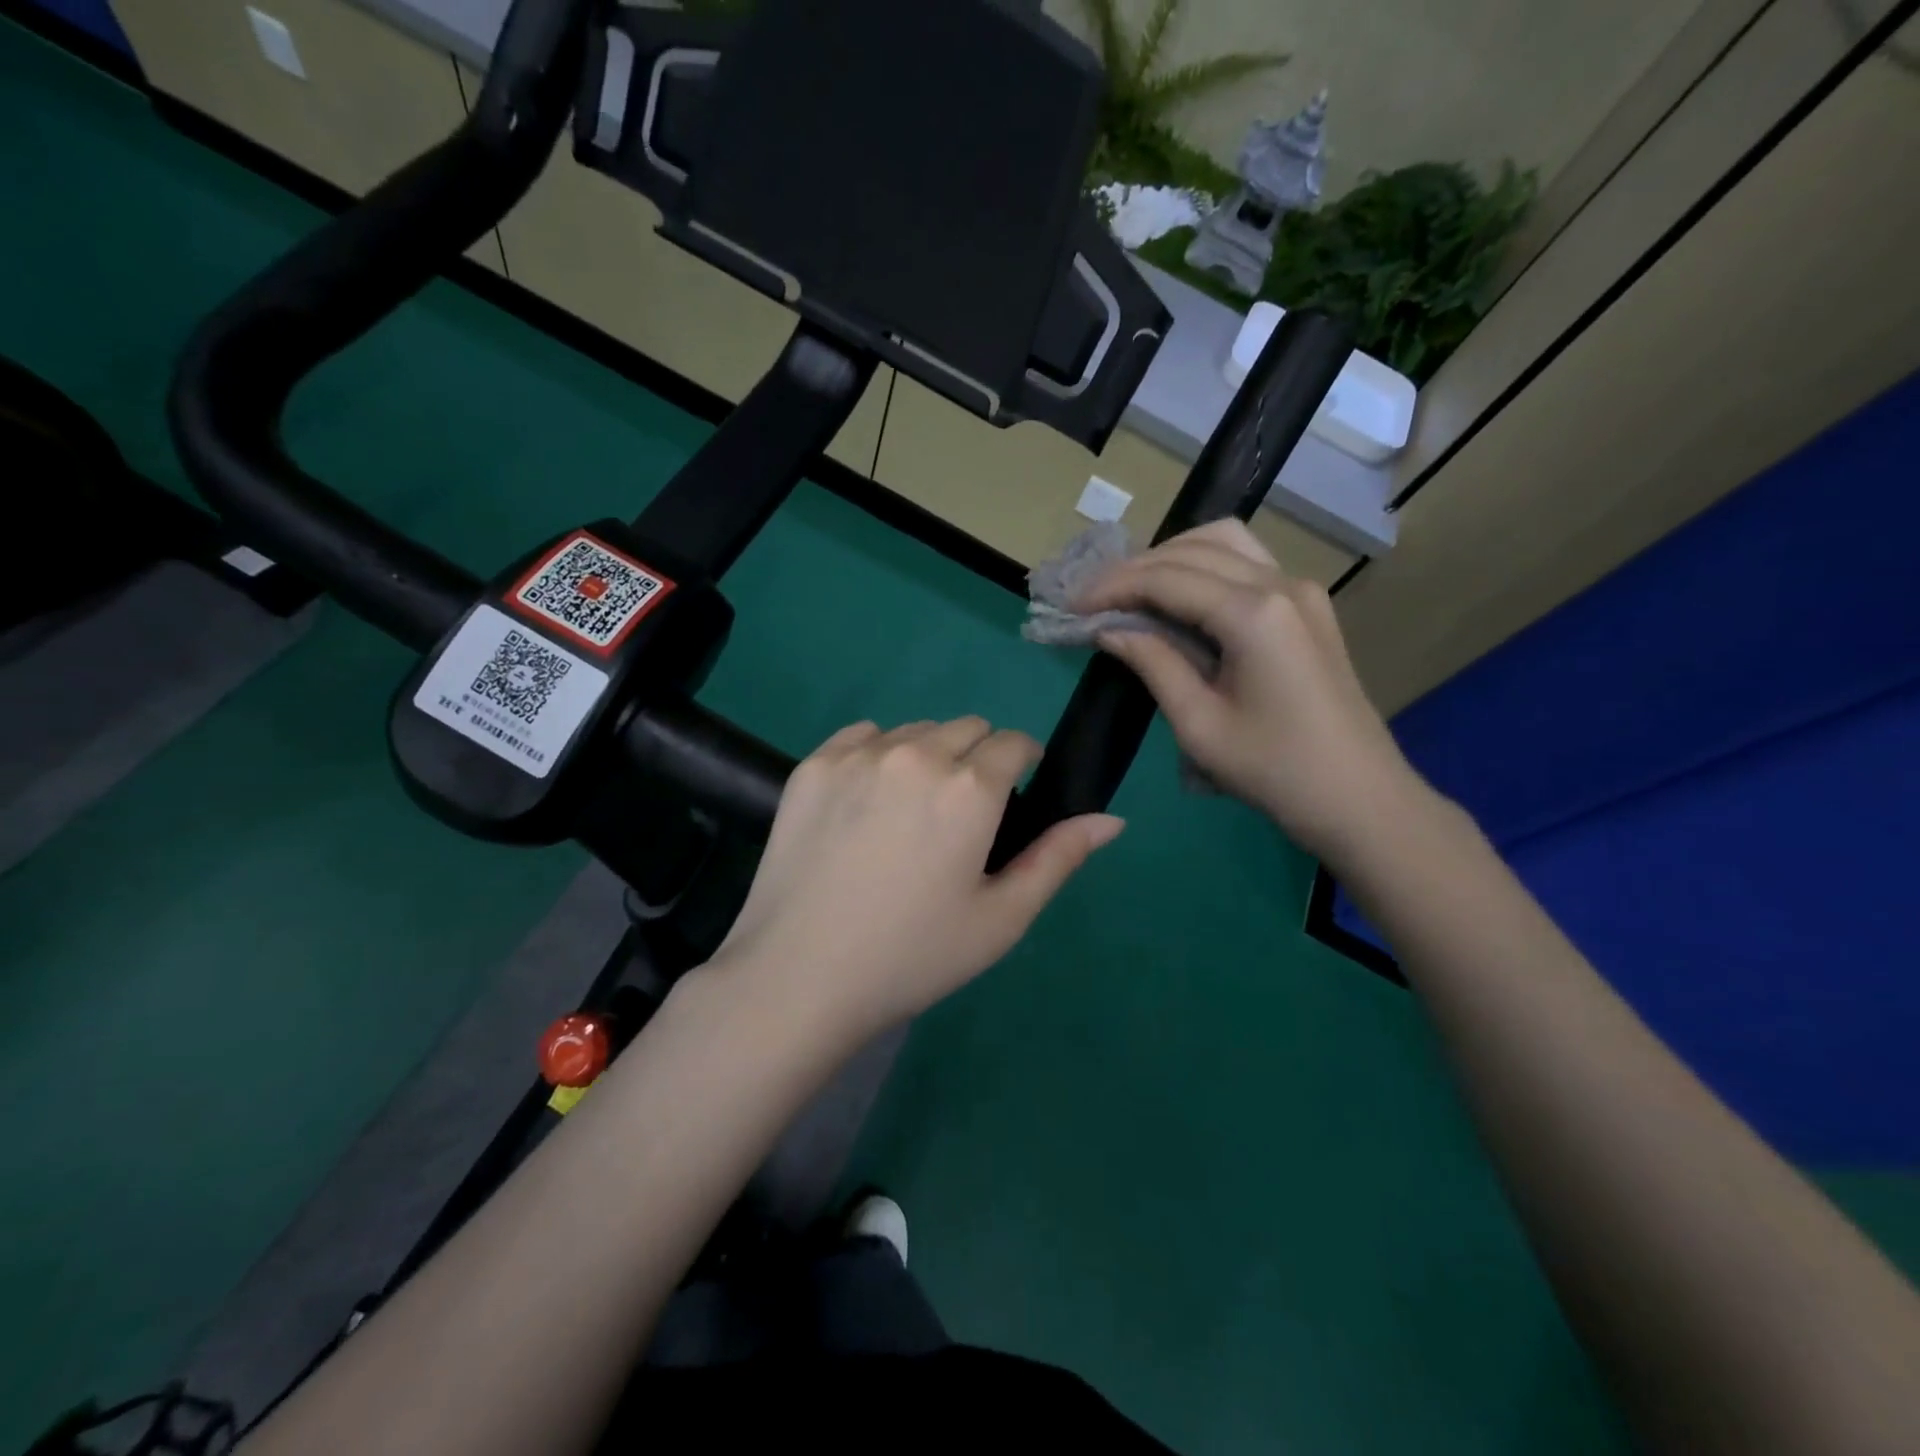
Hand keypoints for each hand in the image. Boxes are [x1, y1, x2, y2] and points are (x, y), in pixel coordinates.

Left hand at [710, 718, 1123, 1044]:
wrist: (799, 977)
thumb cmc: (912, 956)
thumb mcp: (1001, 919)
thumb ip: (1058, 858)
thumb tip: (1113, 819)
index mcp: (970, 788)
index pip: (1014, 742)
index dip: (1022, 764)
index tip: (1012, 797)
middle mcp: (917, 753)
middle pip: (967, 728)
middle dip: (977, 759)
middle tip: (960, 816)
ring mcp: (859, 755)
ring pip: (915, 730)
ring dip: (928, 756)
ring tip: (909, 812)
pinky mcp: (813, 765)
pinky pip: (863, 736)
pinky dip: (877, 755)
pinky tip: (866, 803)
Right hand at [1076, 519, 1426, 861]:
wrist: (1359, 799)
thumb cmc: (1273, 771)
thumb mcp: (1199, 724)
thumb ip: (1152, 663)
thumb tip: (1109, 629)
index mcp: (1253, 613)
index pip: (1166, 578)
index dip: (1112, 586)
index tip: (1071, 605)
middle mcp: (1280, 584)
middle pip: (1193, 549)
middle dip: (1135, 568)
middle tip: (1092, 598)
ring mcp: (1301, 590)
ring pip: (1224, 543)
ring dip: (1171, 558)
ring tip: (1130, 591)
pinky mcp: (1307, 606)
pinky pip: (1246, 564)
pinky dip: (1203, 569)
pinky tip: (1177, 598)